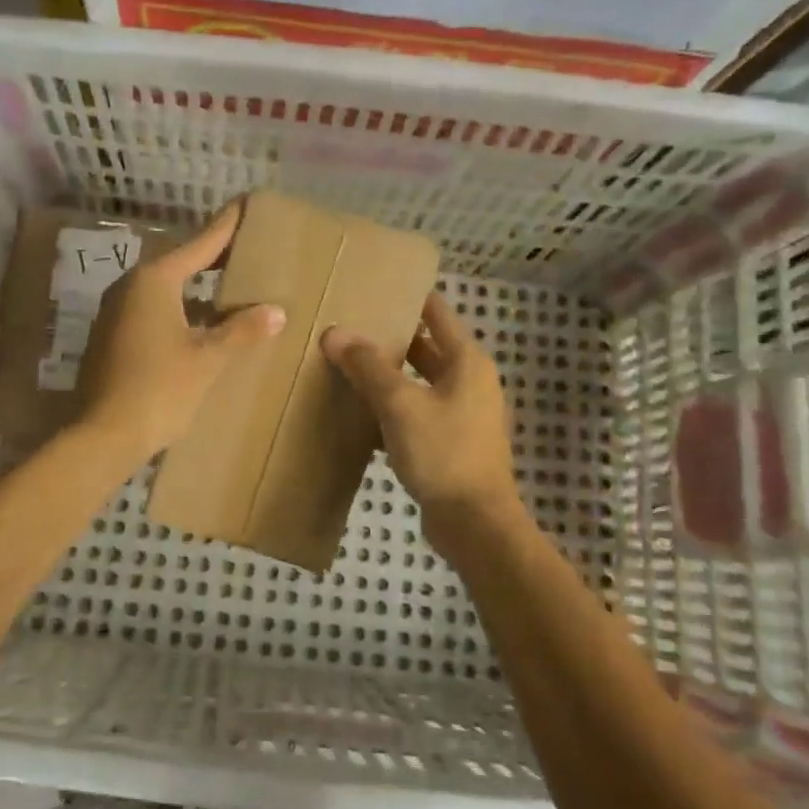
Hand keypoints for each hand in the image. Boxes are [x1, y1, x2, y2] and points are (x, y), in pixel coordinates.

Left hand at [73, 202, 285, 462]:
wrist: (103, 435)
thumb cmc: (159, 389)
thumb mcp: (208, 359)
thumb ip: (242, 330)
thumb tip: (276, 311)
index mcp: (155, 281)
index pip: (201, 243)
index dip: (227, 226)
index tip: (246, 204)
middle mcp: (131, 286)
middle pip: (180, 261)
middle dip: (214, 256)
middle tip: (248, 248)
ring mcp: (116, 311)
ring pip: (165, 287)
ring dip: (196, 285)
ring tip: (230, 284)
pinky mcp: (112, 335)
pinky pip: (153, 308)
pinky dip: (180, 307)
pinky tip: (201, 322)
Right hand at [321, 293, 520, 534]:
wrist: (474, 522)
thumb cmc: (443, 452)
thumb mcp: (400, 404)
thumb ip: (368, 367)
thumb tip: (334, 333)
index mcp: (467, 361)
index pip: (437, 313)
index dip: (409, 296)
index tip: (374, 285)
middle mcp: (469, 381)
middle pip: (427, 347)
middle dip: (391, 337)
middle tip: (348, 325)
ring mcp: (462, 414)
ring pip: (419, 382)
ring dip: (389, 375)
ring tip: (345, 364)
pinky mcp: (450, 442)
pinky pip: (417, 412)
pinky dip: (392, 408)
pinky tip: (359, 413)